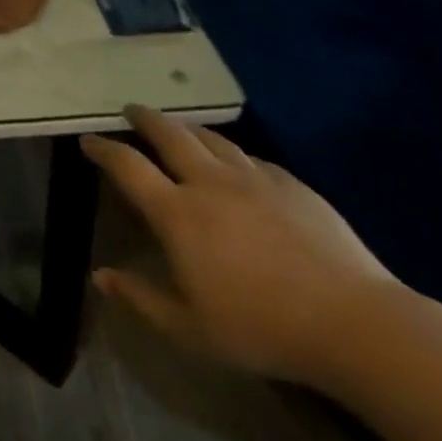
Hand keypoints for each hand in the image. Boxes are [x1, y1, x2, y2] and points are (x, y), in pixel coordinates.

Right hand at [82, 106, 399, 386]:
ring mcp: (254, 178)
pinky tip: (236, 165)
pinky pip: (251, 158)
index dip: (104, 149)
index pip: (128, 166)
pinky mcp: (292, 184)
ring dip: (186, 129)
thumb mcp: (189, 329)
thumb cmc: (261, 329)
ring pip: (211, 139)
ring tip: (178, 129)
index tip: (88, 140)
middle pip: (169, 134)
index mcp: (178, 213)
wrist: (353, 323)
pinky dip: (231, 154)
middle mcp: (210, 183)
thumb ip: (141, 298)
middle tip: (131, 111)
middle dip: (144, 119)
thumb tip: (101, 276)